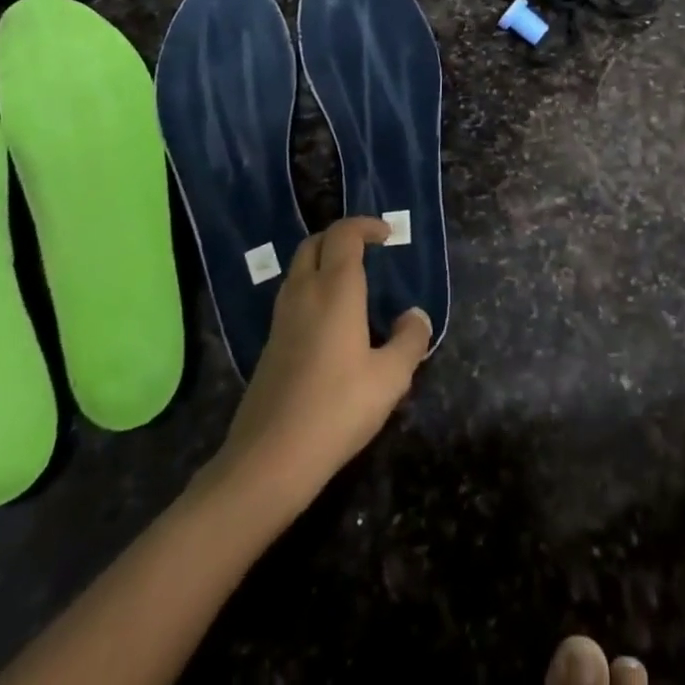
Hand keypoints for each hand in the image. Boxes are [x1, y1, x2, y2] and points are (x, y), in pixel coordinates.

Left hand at [216, 217, 431, 505]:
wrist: (268, 459)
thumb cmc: (336, 409)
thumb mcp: (390, 378)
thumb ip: (409, 340)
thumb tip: (415, 315)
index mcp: (334, 288)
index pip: (344, 234)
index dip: (366, 226)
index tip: (387, 236)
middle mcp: (304, 292)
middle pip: (315, 243)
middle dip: (341, 238)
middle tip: (368, 253)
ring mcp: (281, 318)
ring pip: (299, 269)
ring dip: (323, 262)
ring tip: (353, 286)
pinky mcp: (270, 344)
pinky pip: (292, 297)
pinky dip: (312, 289)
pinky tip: (331, 324)